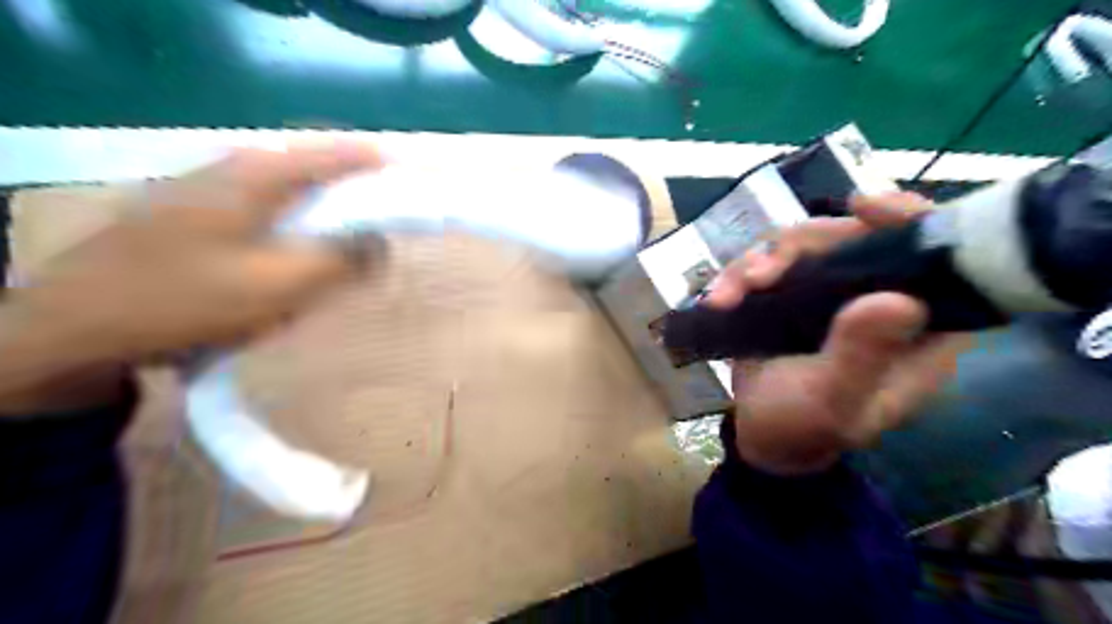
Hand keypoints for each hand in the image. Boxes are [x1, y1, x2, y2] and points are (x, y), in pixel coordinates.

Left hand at [0, 140, 381, 413]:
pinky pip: (267, 213)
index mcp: (259, 173)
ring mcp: (211, 188)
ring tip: (339, 256)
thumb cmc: (186, 300)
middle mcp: (236, 168)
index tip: (415, 190)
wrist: (77, 327)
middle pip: (317, 172)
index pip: (340, 154)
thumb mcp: (280, 284)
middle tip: (379, 235)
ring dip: (323, 222)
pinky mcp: (198, 213)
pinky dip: (293, 233)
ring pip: (292, 195)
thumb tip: (384, 244)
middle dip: (355, 202)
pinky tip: (288, 265)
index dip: (382, 170)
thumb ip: (343, 261)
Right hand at [707, 193, 970, 473]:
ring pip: (801, 246)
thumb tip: (898, 299)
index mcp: (915, 327)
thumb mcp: (835, 401)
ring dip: (757, 263)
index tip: (861, 206)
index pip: (933, 256)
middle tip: (761, 275)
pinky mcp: (789, 295)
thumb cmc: (805, 428)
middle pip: (850, 237)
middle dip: (800, 248)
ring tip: (729, 295)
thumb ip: (863, 356)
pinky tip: (718, 300)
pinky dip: (737, 276)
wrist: (762, 438)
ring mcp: (829, 294)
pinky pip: (766, 264)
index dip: (907, 219)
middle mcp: (877, 299)